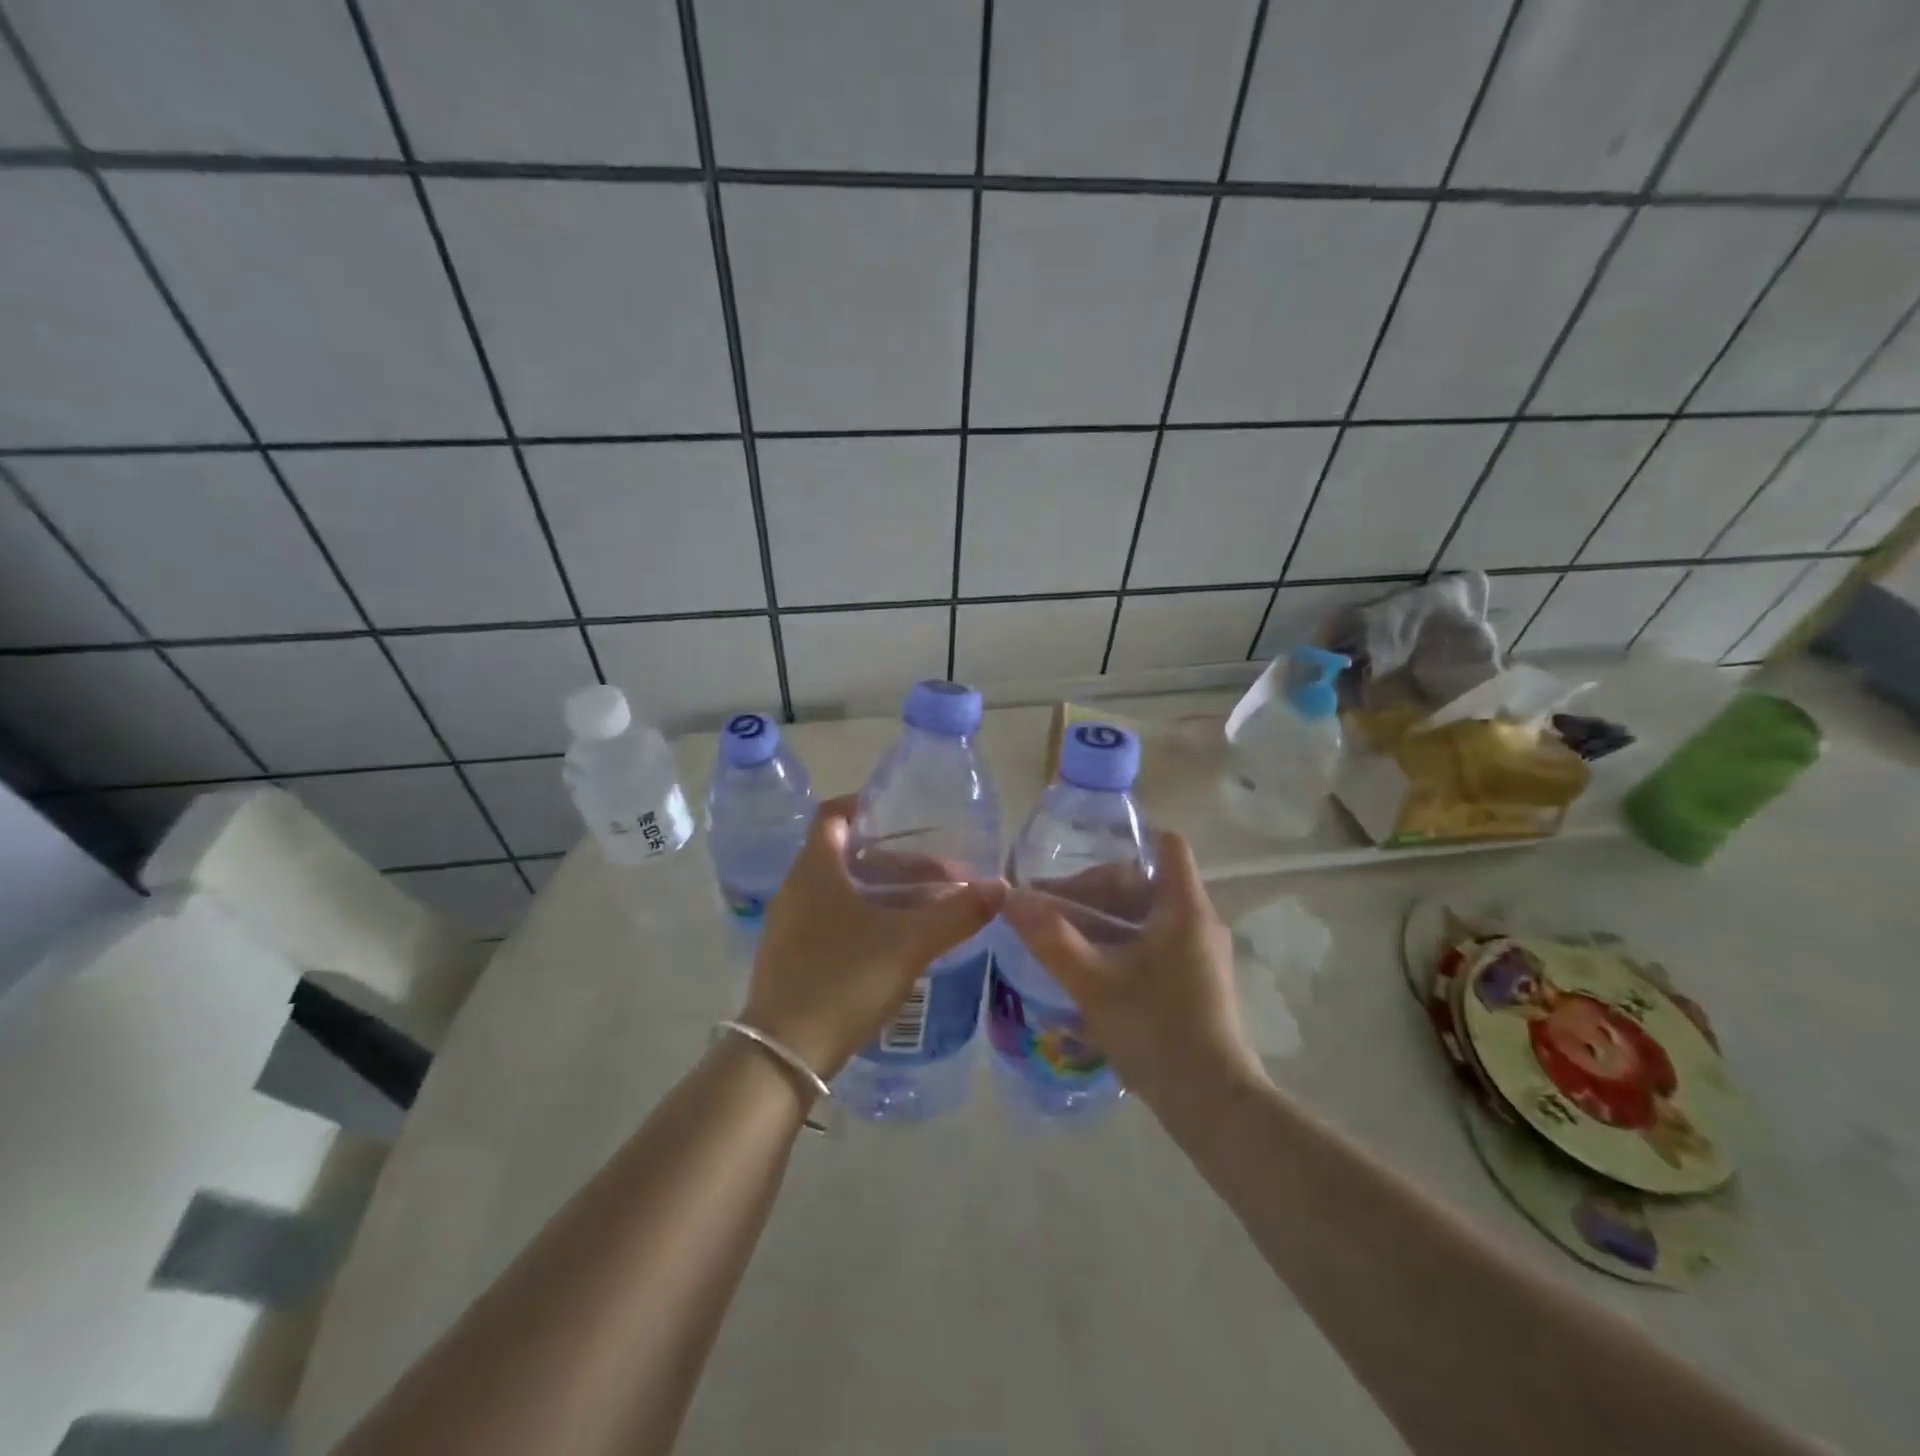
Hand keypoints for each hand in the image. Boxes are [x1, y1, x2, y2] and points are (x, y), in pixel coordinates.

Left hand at [741, 795, 1002, 1078]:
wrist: (785, 1055)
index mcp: (815, 869)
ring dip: (880, 892)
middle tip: (938, 874)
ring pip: (840, 890)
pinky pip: (830, 919)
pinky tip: (894, 942)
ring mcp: (788, 924)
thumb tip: (1001, 887)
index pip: (833, 814)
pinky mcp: (790, 956)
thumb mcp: (909, 944)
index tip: (905, 815)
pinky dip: (863, 918)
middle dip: (893, 860)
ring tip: (925, 907)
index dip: (866, 805)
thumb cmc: (844, 979)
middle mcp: (796, 888)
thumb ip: (957, 913)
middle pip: (845, 855)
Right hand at [1000, 830, 1266, 1111]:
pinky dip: (1121, 948)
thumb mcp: (1092, 981)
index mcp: (1183, 907)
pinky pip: (1154, 946)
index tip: (1082, 860)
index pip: (1166, 845)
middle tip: (1052, 912)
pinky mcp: (1197, 984)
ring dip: (1104, 923)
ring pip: (1146, 918)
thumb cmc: (1154, 1028)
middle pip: (1145, 883)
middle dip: (1095, 892)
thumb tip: (1009, 897)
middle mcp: (1199, 923)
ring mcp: (1200, 955)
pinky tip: (1087, 974)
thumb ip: (1050, 937)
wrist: (1211, 1102)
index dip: (1126, 841)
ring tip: (1061, 942)